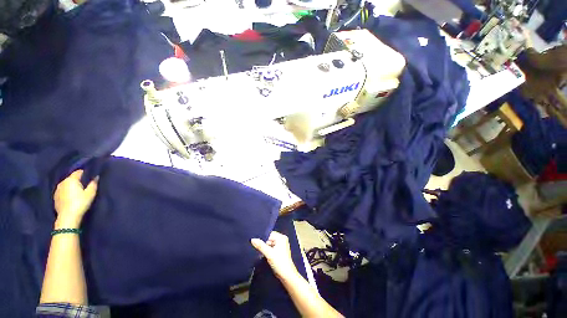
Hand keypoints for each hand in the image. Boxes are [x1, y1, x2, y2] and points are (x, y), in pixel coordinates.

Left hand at [54, 170, 98, 228]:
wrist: (68, 217)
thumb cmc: (80, 203)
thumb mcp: (90, 193)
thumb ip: (93, 184)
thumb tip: (96, 177)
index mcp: (71, 180)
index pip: (78, 172)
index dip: (85, 173)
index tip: (90, 176)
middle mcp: (62, 182)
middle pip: (71, 178)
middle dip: (77, 180)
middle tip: (84, 185)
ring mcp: (57, 190)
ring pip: (66, 185)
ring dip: (71, 186)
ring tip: (77, 191)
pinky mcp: (55, 197)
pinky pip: (62, 191)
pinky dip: (66, 192)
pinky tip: (70, 197)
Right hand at [251, 231, 299, 281]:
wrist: (287, 275)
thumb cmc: (280, 262)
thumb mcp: (269, 253)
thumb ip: (260, 246)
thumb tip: (252, 239)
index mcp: (281, 237)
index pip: (269, 234)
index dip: (263, 237)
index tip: (255, 241)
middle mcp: (282, 239)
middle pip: (270, 238)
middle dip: (264, 243)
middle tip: (257, 246)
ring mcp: (281, 245)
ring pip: (270, 243)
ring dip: (265, 247)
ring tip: (260, 251)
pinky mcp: (280, 251)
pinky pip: (272, 248)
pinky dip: (268, 250)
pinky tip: (264, 254)